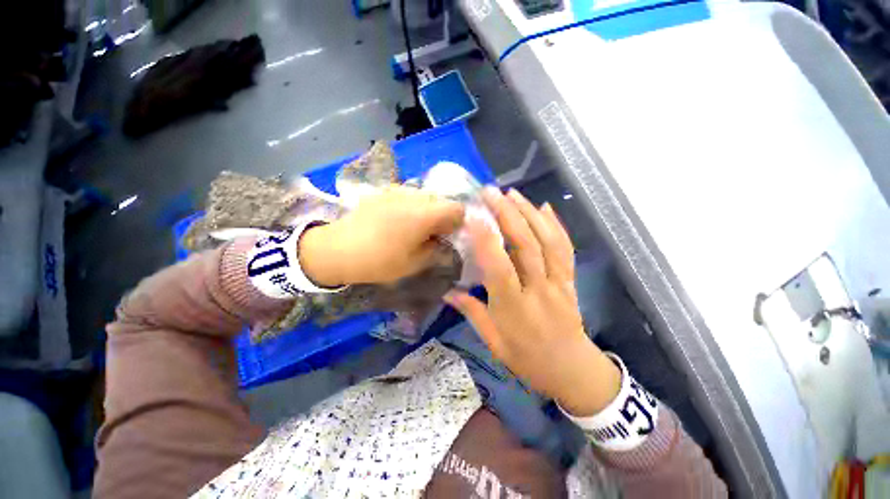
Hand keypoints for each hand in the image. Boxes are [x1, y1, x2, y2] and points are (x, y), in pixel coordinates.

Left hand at [299, 186, 463, 286]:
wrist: (339, 249)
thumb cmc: (380, 260)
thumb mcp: (414, 264)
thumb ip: (436, 251)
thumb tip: (442, 242)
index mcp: (425, 214)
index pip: (457, 208)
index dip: (456, 223)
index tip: (445, 236)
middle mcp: (414, 196)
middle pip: (440, 200)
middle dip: (440, 217)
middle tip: (428, 234)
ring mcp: (396, 190)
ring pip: (424, 196)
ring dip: (425, 210)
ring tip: (411, 227)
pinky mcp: (383, 191)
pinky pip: (406, 195)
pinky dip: (409, 206)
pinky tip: (395, 220)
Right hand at [444, 188, 620, 416]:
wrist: (572, 370)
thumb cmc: (528, 359)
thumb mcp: (494, 342)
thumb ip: (472, 312)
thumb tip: (447, 291)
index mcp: (514, 308)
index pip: (499, 268)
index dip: (486, 240)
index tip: (473, 216)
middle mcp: (538, 290)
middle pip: (525, 246)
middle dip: (508, 214)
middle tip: (492, 192)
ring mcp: (558, 282)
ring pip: (547, 242)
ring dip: (530, 213)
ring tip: (513, 193)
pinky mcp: (570, 280)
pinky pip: (565, 249)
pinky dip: (556, 225)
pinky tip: (545, 208)